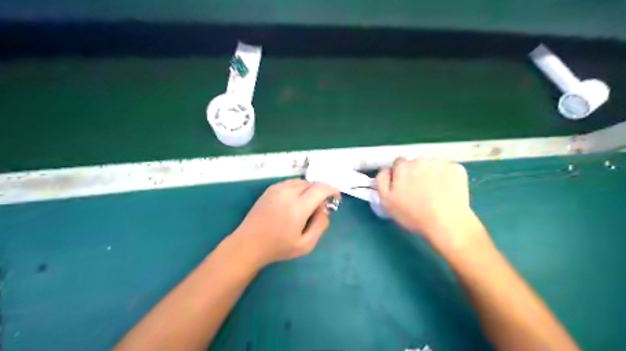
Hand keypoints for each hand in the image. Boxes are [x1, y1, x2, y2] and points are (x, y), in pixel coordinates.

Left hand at [230, 180, 339, 269]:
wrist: (248, 244)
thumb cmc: (278, 248)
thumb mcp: (306, 245)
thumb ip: (320, 225)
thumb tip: (324, 209)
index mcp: (297, 208)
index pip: (321, 189)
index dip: (332, 191)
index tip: (336, 199)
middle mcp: (287, 193)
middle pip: (312, 184)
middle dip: (321, 192)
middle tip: (321, 207)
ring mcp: (277, 189)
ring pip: (302, 182)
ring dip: (310, 190)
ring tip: (308, 205)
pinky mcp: (270, 189)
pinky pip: (291, 183)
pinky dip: (299, 188)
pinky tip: (295, 201)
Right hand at [373, 158, 490, 252]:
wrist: (446, 223)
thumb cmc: (413, 215)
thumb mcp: (386, 201)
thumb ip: (381, 181)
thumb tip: (386, 170)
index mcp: (402, 167)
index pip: (399, 163)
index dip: (401, 174)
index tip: (405, 186)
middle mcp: (420, 160)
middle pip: (416, 162)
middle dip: (416, 172)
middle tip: (420, 191)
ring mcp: (440, 163)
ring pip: (432, 165)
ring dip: (432, 173)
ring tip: (435, 192)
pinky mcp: (456, 168)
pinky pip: (448, 169)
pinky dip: (447, 177)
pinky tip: (447, 191)